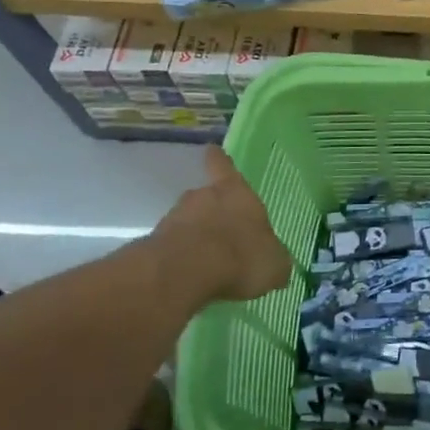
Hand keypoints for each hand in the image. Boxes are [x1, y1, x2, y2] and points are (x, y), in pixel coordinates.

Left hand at [145, 147, 290, 303]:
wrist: (185, 273)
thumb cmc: (241, 256)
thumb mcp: (274, 263)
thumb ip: (273, 258)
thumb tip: (276, 262)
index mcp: (236, 193)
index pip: (225, 167)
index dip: (219, 160)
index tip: (211, 150)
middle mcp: (203, 197)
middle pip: (205, 197)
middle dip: (210, 211)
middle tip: (220, 232)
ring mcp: (174, 219)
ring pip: (185, 223)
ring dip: (193, 237)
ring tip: (205, 262)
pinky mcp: (153, 245)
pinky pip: (171, 249)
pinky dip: (179, 260)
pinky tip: (189, 279)